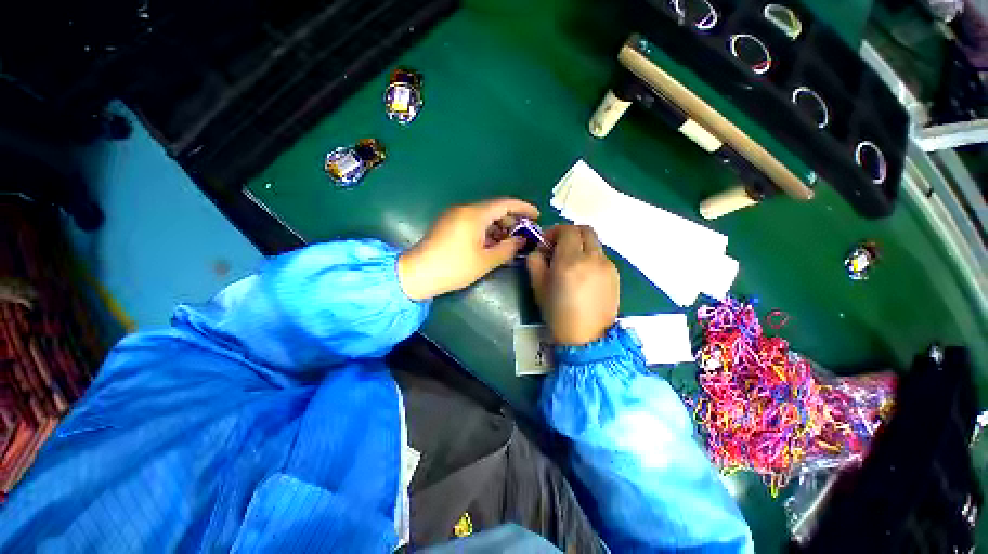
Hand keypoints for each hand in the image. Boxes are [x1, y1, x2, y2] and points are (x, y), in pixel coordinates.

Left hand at [398, 198, 539, 300]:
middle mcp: (465, 209)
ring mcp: (454, 216)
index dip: (524, 208)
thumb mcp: (486, 261)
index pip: (505, 203)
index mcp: (475, 214)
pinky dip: (486, 231)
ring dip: (499, 228)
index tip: (537, 216)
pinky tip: (493, 245)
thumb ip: (508, 249)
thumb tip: (521, 241)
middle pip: (495, 209)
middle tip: (524, 235)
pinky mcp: (448, 225)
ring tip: (511, 243)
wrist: (418, 274)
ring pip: (484, 217)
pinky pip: (473, 223)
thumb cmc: (454, 267)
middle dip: (512, 221)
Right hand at [527, 225, 618, 345]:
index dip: (555, 231)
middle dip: (570, 234)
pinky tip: (584, 276)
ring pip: (594, 244)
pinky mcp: (616, 275)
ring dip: (581, 246)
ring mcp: (607, 266)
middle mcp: (592, 258)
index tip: (547, 243)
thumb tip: (539, 249)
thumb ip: (535, 261)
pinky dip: (590, 258)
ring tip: (572, 264)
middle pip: (585, 230)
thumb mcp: (538, 287)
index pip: (567, 230)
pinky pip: (601, 257)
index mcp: (570, 261)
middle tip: (559, 247)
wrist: (587, 338)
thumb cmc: (557, 313)